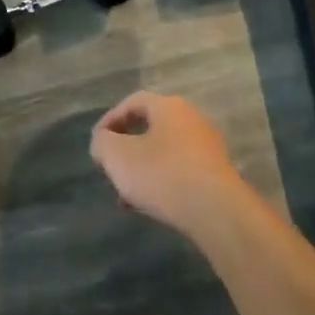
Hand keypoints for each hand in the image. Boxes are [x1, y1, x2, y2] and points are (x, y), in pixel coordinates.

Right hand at [90, 92, 248, 237]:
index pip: (133, 102)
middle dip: (126, 149)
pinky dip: (162, 183)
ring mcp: (207, 146)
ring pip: (164, 152)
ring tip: (127, 197)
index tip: (98, 144)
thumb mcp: (118, 157)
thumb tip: (103, 141)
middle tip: (112, 169)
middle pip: (150, 127)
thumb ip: (102, 143)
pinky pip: (181, 171)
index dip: (110, 120)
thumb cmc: (163, 174)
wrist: (217, 211)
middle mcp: (191, 119)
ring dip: (143, 169)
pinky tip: (151, 206)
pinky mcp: (216, 174)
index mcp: (169, 106)